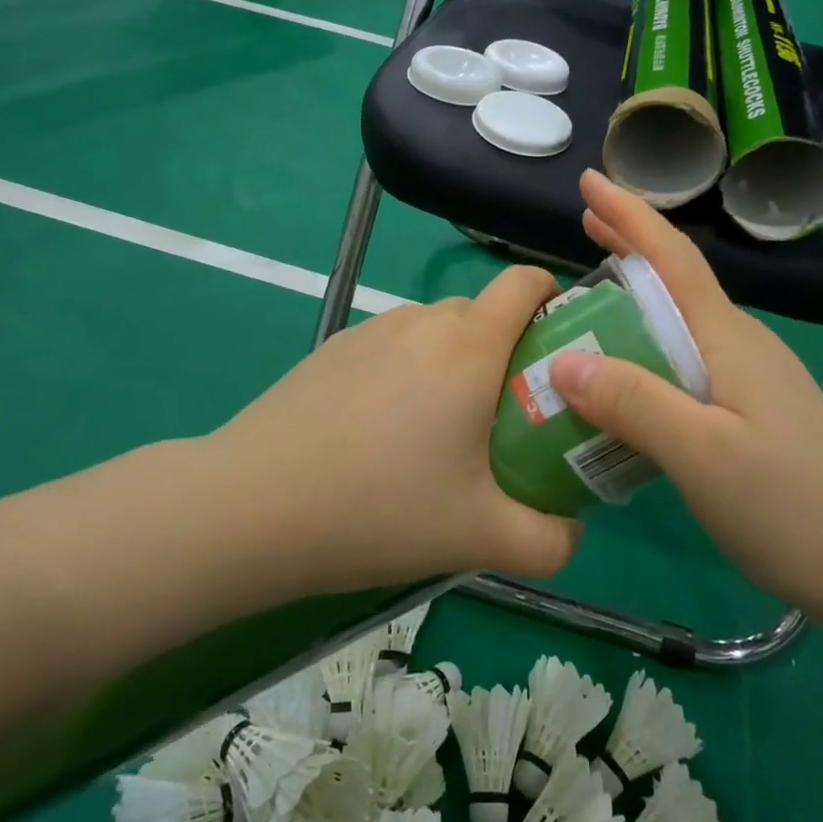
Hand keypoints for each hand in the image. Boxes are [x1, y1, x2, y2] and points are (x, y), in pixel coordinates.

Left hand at [211, 268, 582, 594]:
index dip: (552, 296)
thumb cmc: (380, 509)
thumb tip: (571, 529)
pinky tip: (381, 435)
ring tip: (441, 432)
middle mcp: (422, 321)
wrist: (251, 507)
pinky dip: (408, 372)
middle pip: (483, 311)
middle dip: (507, 349)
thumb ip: (549, 540)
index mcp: (468, 347)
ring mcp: (370, 331)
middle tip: (507, 415)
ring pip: (435, 330)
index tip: (560, 344)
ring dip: (455, 363)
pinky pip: (392, 347)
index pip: (525, 281)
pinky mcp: (332, 349)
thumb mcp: (480, 537)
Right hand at [546, 170, 822, 623]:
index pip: (674, 260)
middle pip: (677, 280)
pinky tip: (628, 368)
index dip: (631, 216)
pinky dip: (647, 341)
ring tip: (591, 294)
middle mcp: (738, 344)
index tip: (590, 181)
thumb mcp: (701, 455)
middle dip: (631, 243)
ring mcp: (748, 377)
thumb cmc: (786, 503)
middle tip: (583, 223)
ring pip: (680, 320)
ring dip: (636, 295)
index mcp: (728, 339)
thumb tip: (564, 360)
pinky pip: (685, 357)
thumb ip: (634, 403)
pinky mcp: (748, 408)